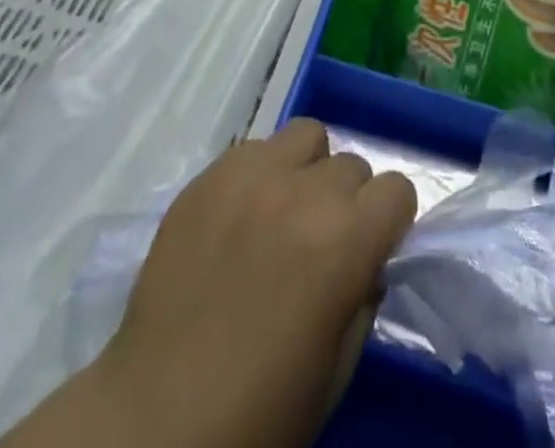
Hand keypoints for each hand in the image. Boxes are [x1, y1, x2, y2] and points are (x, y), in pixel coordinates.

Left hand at [66, 119, 416, 447]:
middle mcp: (304, 191)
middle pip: (351, 164)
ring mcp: (252, 174)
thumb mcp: (337, 370)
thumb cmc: (259, 411)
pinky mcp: (210, 174)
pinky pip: (255, 149)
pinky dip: (261, 173)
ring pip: (307, 136)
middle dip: (348, 201)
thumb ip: (363, 298)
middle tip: (322, 243)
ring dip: (308, 170)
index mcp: (345, 240)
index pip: (398, 188)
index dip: (390, 220)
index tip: (372, 248)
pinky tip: (241, 217)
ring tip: (283, 213)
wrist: (157, 418)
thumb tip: (366, 261)